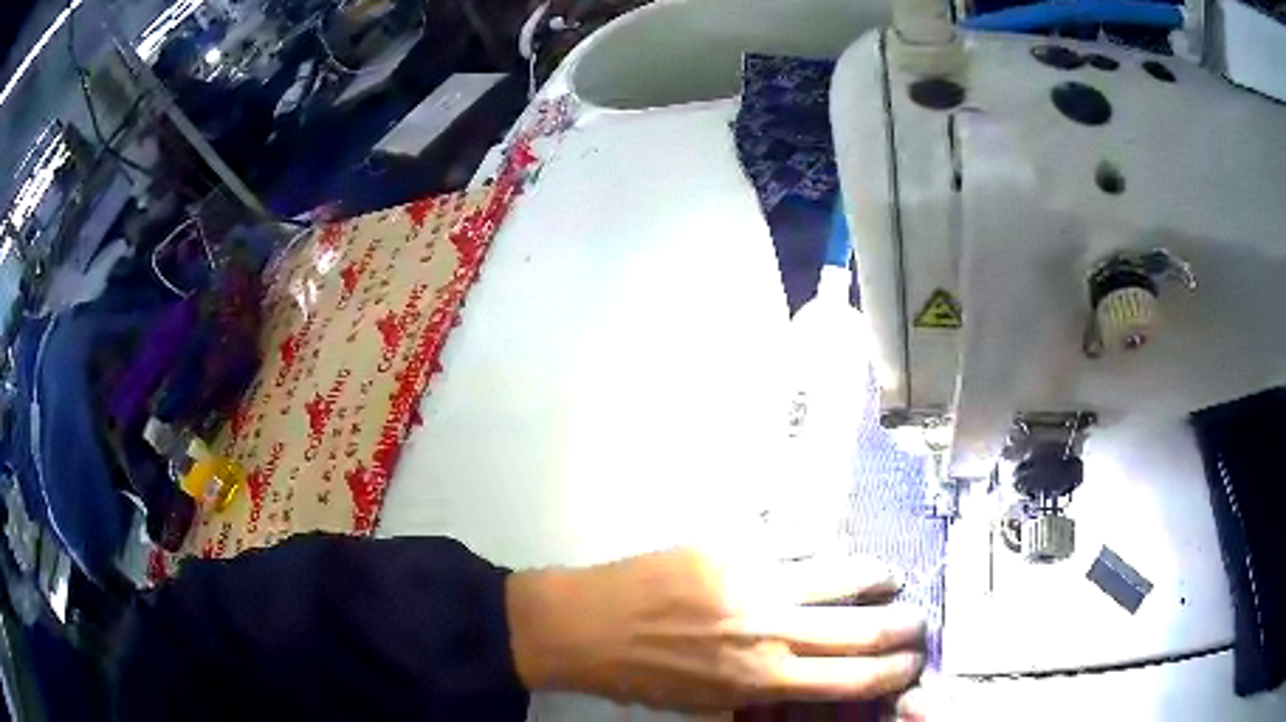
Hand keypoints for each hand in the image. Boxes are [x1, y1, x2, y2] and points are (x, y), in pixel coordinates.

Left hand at [506, 548, 925, 711]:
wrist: (585, 625)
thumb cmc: (641, 676)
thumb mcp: (707, 702)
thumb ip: (762, 692)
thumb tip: (807, 678)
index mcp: (763, 679)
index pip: (852, 679)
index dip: (892, 671)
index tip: (912, 662)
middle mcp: (772, 631)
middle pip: (862, 630)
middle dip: (903, 626)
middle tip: (919, 621)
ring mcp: (756, 582)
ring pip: (841, 575)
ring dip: (876, 577)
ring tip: (890, 577)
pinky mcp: (732, 546)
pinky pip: (795, 541)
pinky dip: (821, 548)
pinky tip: (829, 550)